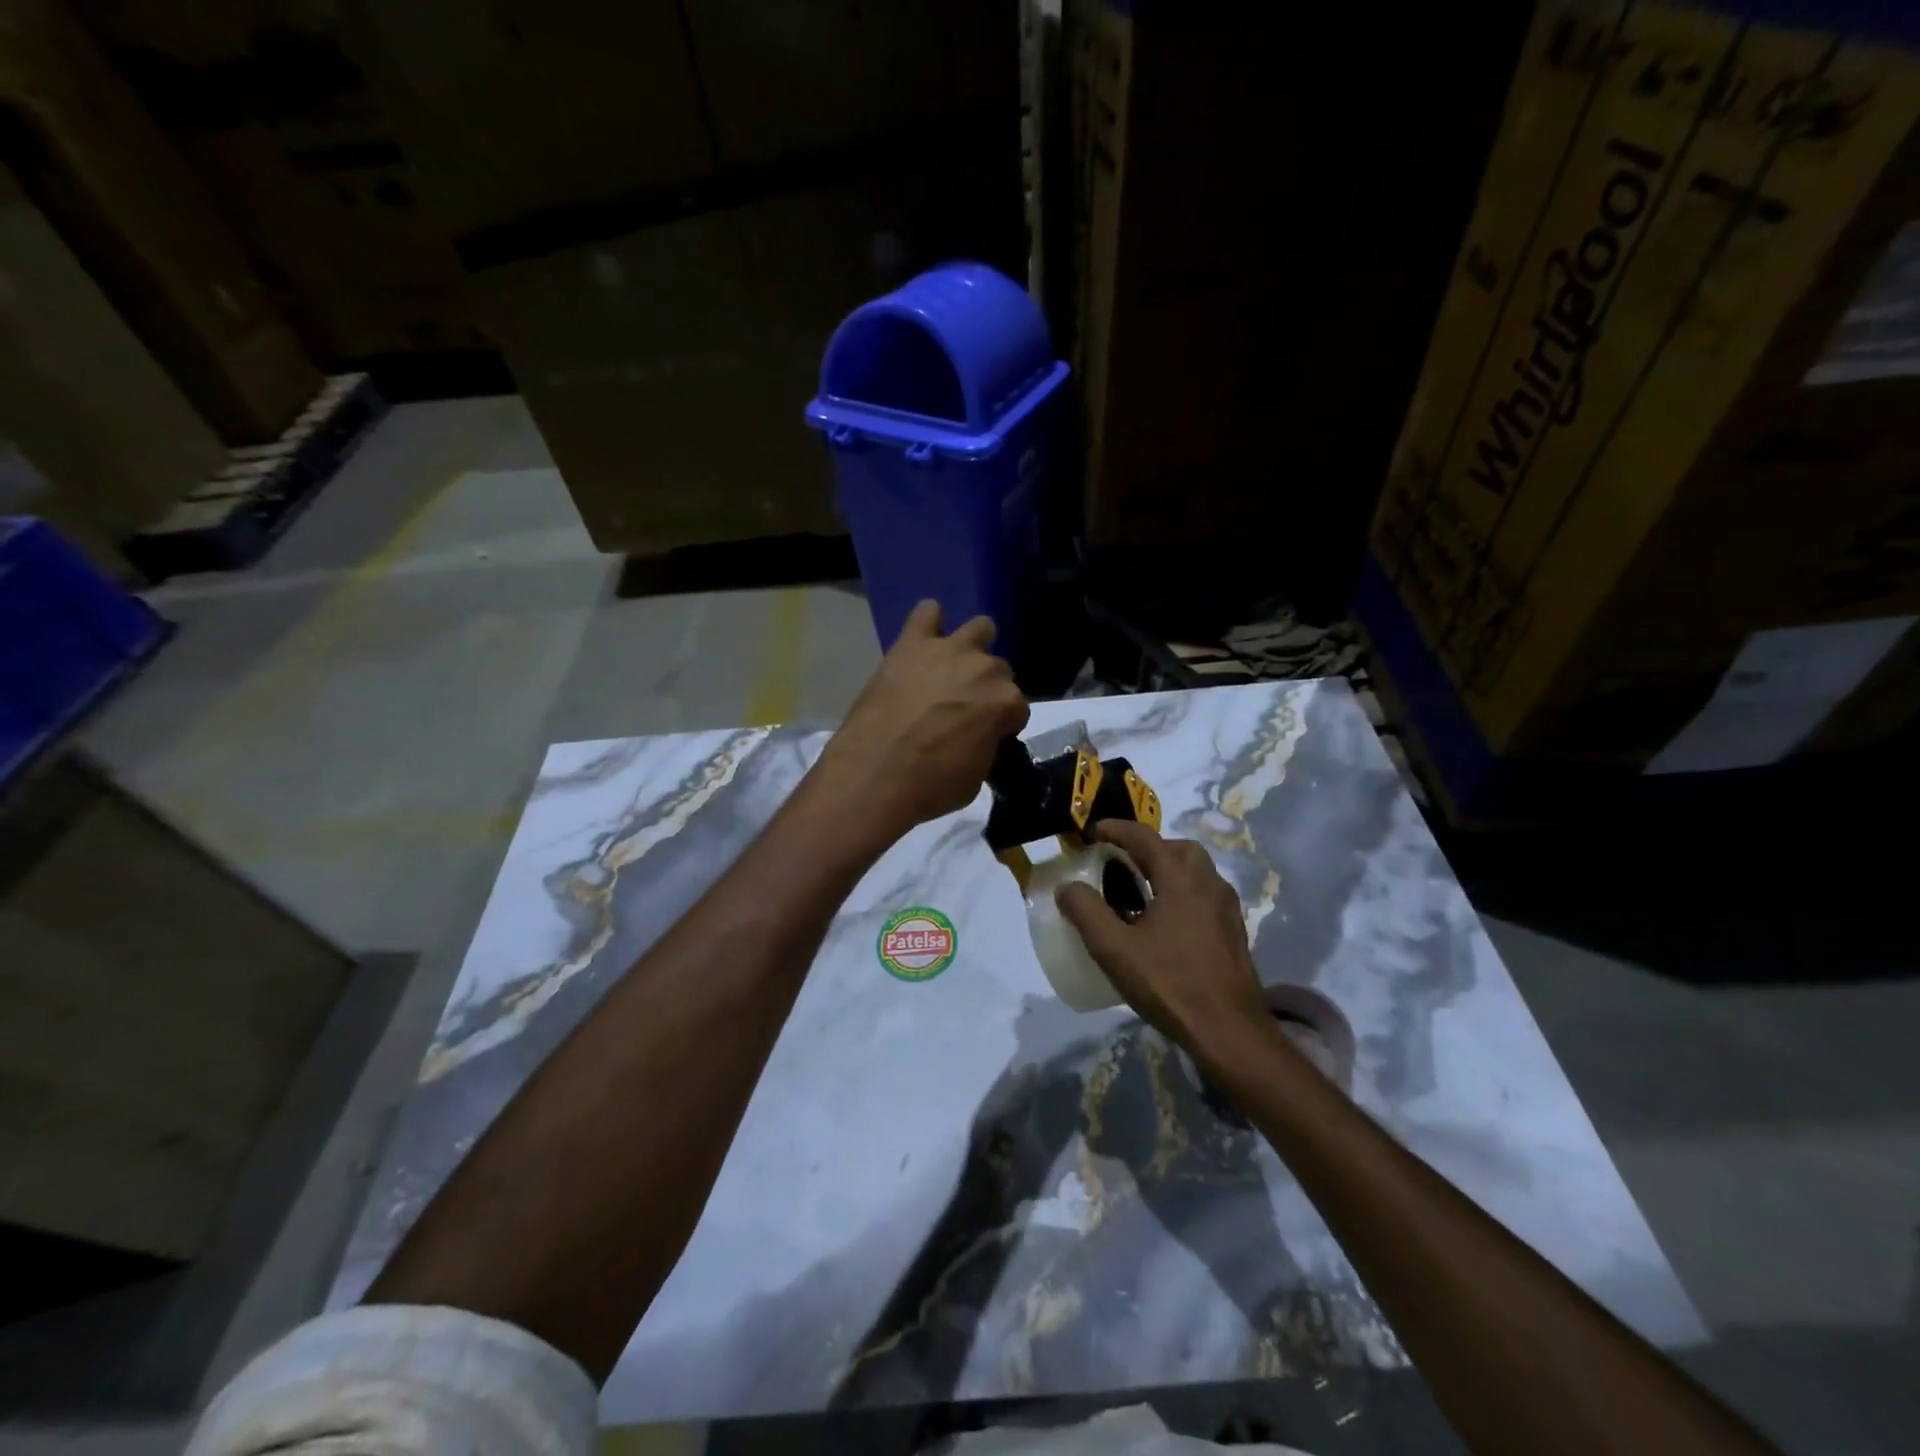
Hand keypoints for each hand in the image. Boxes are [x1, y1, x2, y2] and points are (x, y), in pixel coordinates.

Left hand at [811, 600, 1028, 840]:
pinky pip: (927, 612)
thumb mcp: (976, 777)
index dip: (1002, 724)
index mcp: (1005, 702)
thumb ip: (986, 747)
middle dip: (985, 688)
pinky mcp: (911, 643)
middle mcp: (985, 668)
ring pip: (979, 628)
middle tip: (961, 709)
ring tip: (951, 669)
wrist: (876, 774)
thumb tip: (980, 738)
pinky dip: (929, 623)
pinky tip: (922, 642)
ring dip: (971, 647)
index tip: (987, 736)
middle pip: (997, 670)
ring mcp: (948, 650)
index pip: (1017, 708)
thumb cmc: (931, 785)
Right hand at [1057, 819, 1266, 1051]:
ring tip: (1139, 891)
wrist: (1229, 1031)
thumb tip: (1067, 886)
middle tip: (1120, 861)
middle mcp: (1208, 883)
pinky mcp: (1233, 931)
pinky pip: (1204, 894)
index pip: (1145, 838)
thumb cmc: (1169, 983)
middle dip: (1147, 847)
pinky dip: (1181, 891)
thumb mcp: (1114, 949)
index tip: (1092, 832)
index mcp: (1181, 879)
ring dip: (1167, 869)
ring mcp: (1226, 907)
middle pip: (1177, 848)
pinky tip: (1164, 921)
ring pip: (1195, 871)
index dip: (1116, 829)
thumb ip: (1086, 911)